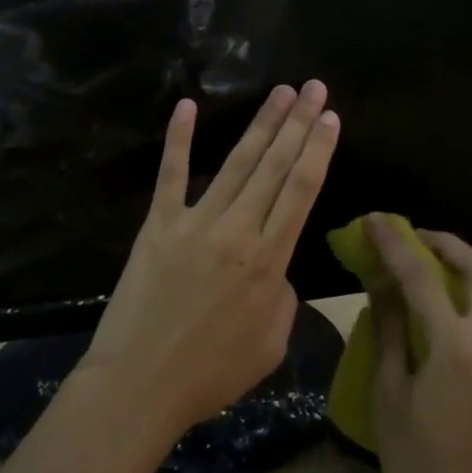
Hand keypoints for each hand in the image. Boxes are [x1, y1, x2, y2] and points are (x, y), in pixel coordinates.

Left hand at [81, 82, 340, 430]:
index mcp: (270, 261)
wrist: (141, 385)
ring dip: (261, 123)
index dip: (318, 150)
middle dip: (298, 123)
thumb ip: (282, 296)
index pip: (302, 191)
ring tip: (280, 91)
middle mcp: (238, 231)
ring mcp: (195, 222)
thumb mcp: (271, 344)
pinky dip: (179, 138)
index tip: (330, 116)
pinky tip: (187, 105)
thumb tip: (275, 267)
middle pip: (275, 166)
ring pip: (236, 163)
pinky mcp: (158, 225)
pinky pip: (171, 175)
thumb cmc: (211, 374)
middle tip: (314, 87)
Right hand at [367, 219, 471, 472]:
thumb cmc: (416, 460)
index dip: (396, 244)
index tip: (375, 220)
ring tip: (417, 262)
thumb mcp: (390, 392)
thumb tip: (381, 283)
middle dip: (447, 244)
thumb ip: (391, 330)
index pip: (423, 278)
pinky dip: (461, 295)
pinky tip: (431, 304)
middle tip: (412, 236)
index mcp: (457, 347)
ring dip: (457, 267)